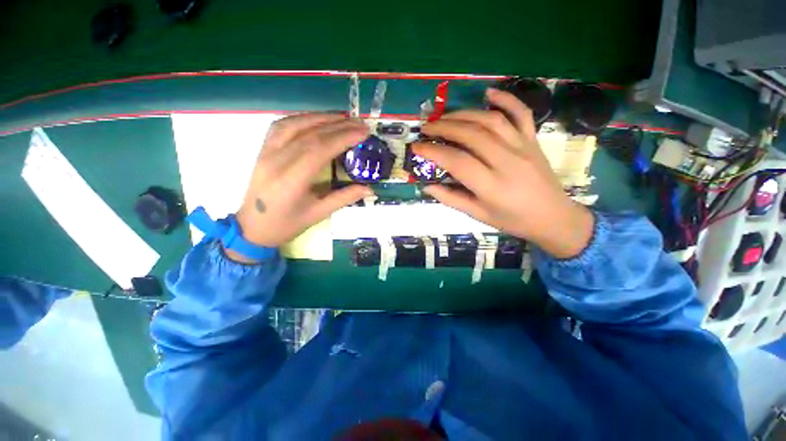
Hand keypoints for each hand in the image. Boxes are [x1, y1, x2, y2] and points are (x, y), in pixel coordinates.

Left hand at [230, 114, 371, 261]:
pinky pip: (282, 126)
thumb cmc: (287, 224)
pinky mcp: (263, 149)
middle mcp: (276, 161)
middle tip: (360, 123)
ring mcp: (267, 152)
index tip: (363, 132)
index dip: (343, 138)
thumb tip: (369, 189)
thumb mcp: (319, 214)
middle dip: (338, 126)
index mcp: (291, 181)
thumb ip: (344, 198)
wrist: (253, 227)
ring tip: (344, 118)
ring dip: (321, 118)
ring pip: (295, 124)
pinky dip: (302, 118)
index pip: (319, 149)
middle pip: (310, 134)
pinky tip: (317, 119)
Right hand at [412, 88, 593, 258]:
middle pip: (471, 135)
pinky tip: (488, 93)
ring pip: (490, 121)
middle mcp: (507, 161)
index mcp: (491, 186)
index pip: (457, 161)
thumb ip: (451, 199)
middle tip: (427, 127)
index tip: (417, 147)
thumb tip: (427, 186)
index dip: (433, 151)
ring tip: (445, 117)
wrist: (553, 217)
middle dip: (444, 127)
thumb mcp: (478, 215)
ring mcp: (523, 147)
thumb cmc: (512, 220)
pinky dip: (506, 99)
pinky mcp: (533, 140)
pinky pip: (521, 113)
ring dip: (464, 114)